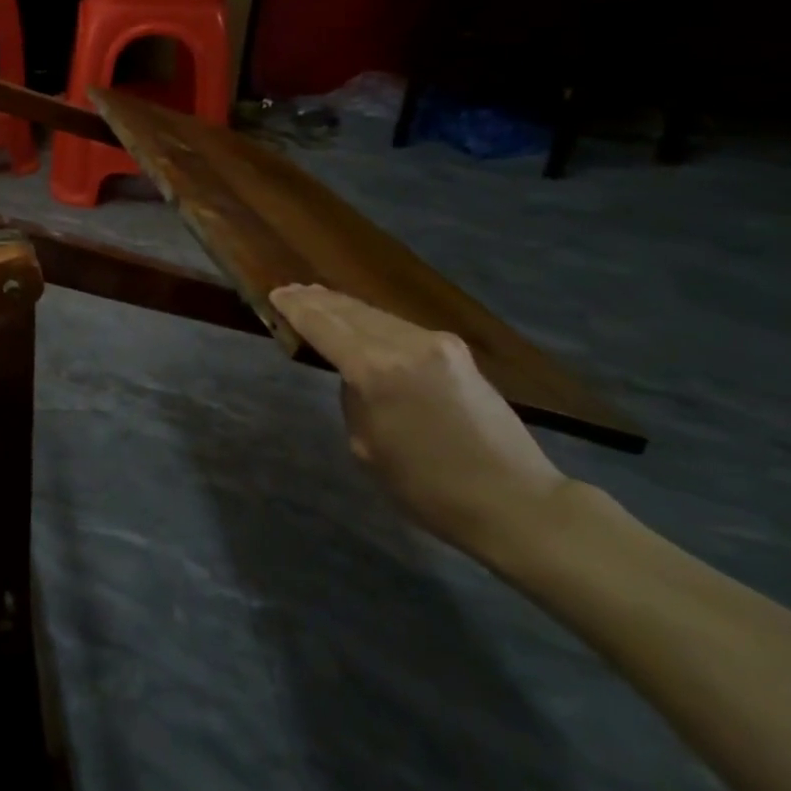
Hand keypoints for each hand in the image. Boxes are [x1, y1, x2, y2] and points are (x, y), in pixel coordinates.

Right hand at [269, 283, 571, 559]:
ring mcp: (436, 343)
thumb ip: (353, 397)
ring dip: (344, 307)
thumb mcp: (366, 446)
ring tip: (319, 299)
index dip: (296, 308)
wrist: (514, 500)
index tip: (275, 294)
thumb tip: (355, 374)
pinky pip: (400, 326)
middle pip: (350, 311)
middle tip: (290, 290)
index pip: (324, 326)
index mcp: (375, 371)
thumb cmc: (428, 488)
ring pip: (376, 314)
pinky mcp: (456, 351)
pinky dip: (372, 320)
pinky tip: (360, 321)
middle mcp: (405, 344)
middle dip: (317, 300)